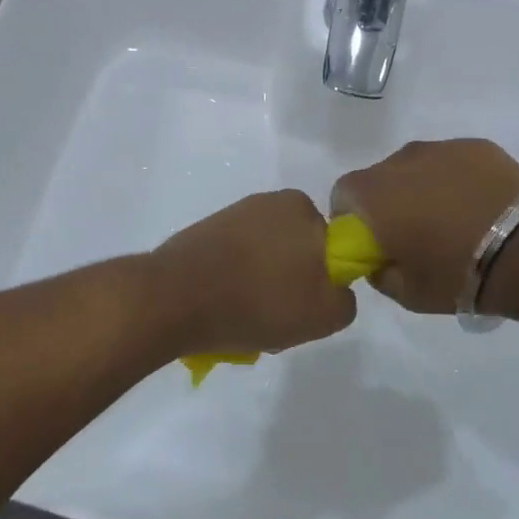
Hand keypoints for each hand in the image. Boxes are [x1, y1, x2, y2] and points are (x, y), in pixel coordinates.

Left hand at [147, 191, 356, 361]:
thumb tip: (335, 289)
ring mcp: (235, 212)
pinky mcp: (206, 228)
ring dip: (262, 282)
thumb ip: (344, 299)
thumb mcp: (324, 315)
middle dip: (291, 280)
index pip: (332, 249)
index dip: (321, 283)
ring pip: (266, 255)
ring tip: (244, 317)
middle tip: (276, 317)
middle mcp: (273, 201)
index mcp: (304, 209)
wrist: (174, 299)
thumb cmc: (257, 303)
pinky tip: (222, 306)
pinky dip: (235, 278)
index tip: (302, 307)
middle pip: (298, 250)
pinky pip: (236, 257)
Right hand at [332, 139, 518, 313]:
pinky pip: (452, 163)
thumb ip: (379, 273)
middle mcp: (399, 161)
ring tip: (452, 220)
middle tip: (414, 234)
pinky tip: (479, 206)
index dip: (351, 218)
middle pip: (380, 178)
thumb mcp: (406, 293)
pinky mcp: (475, 146)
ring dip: (422, 188)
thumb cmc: (456, 274)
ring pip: (417, 167)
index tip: (371, 241)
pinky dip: (456, 180)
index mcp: (373, 193)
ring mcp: (440, 149)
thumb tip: (378, 260)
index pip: (342, 195)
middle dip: (388, 202)